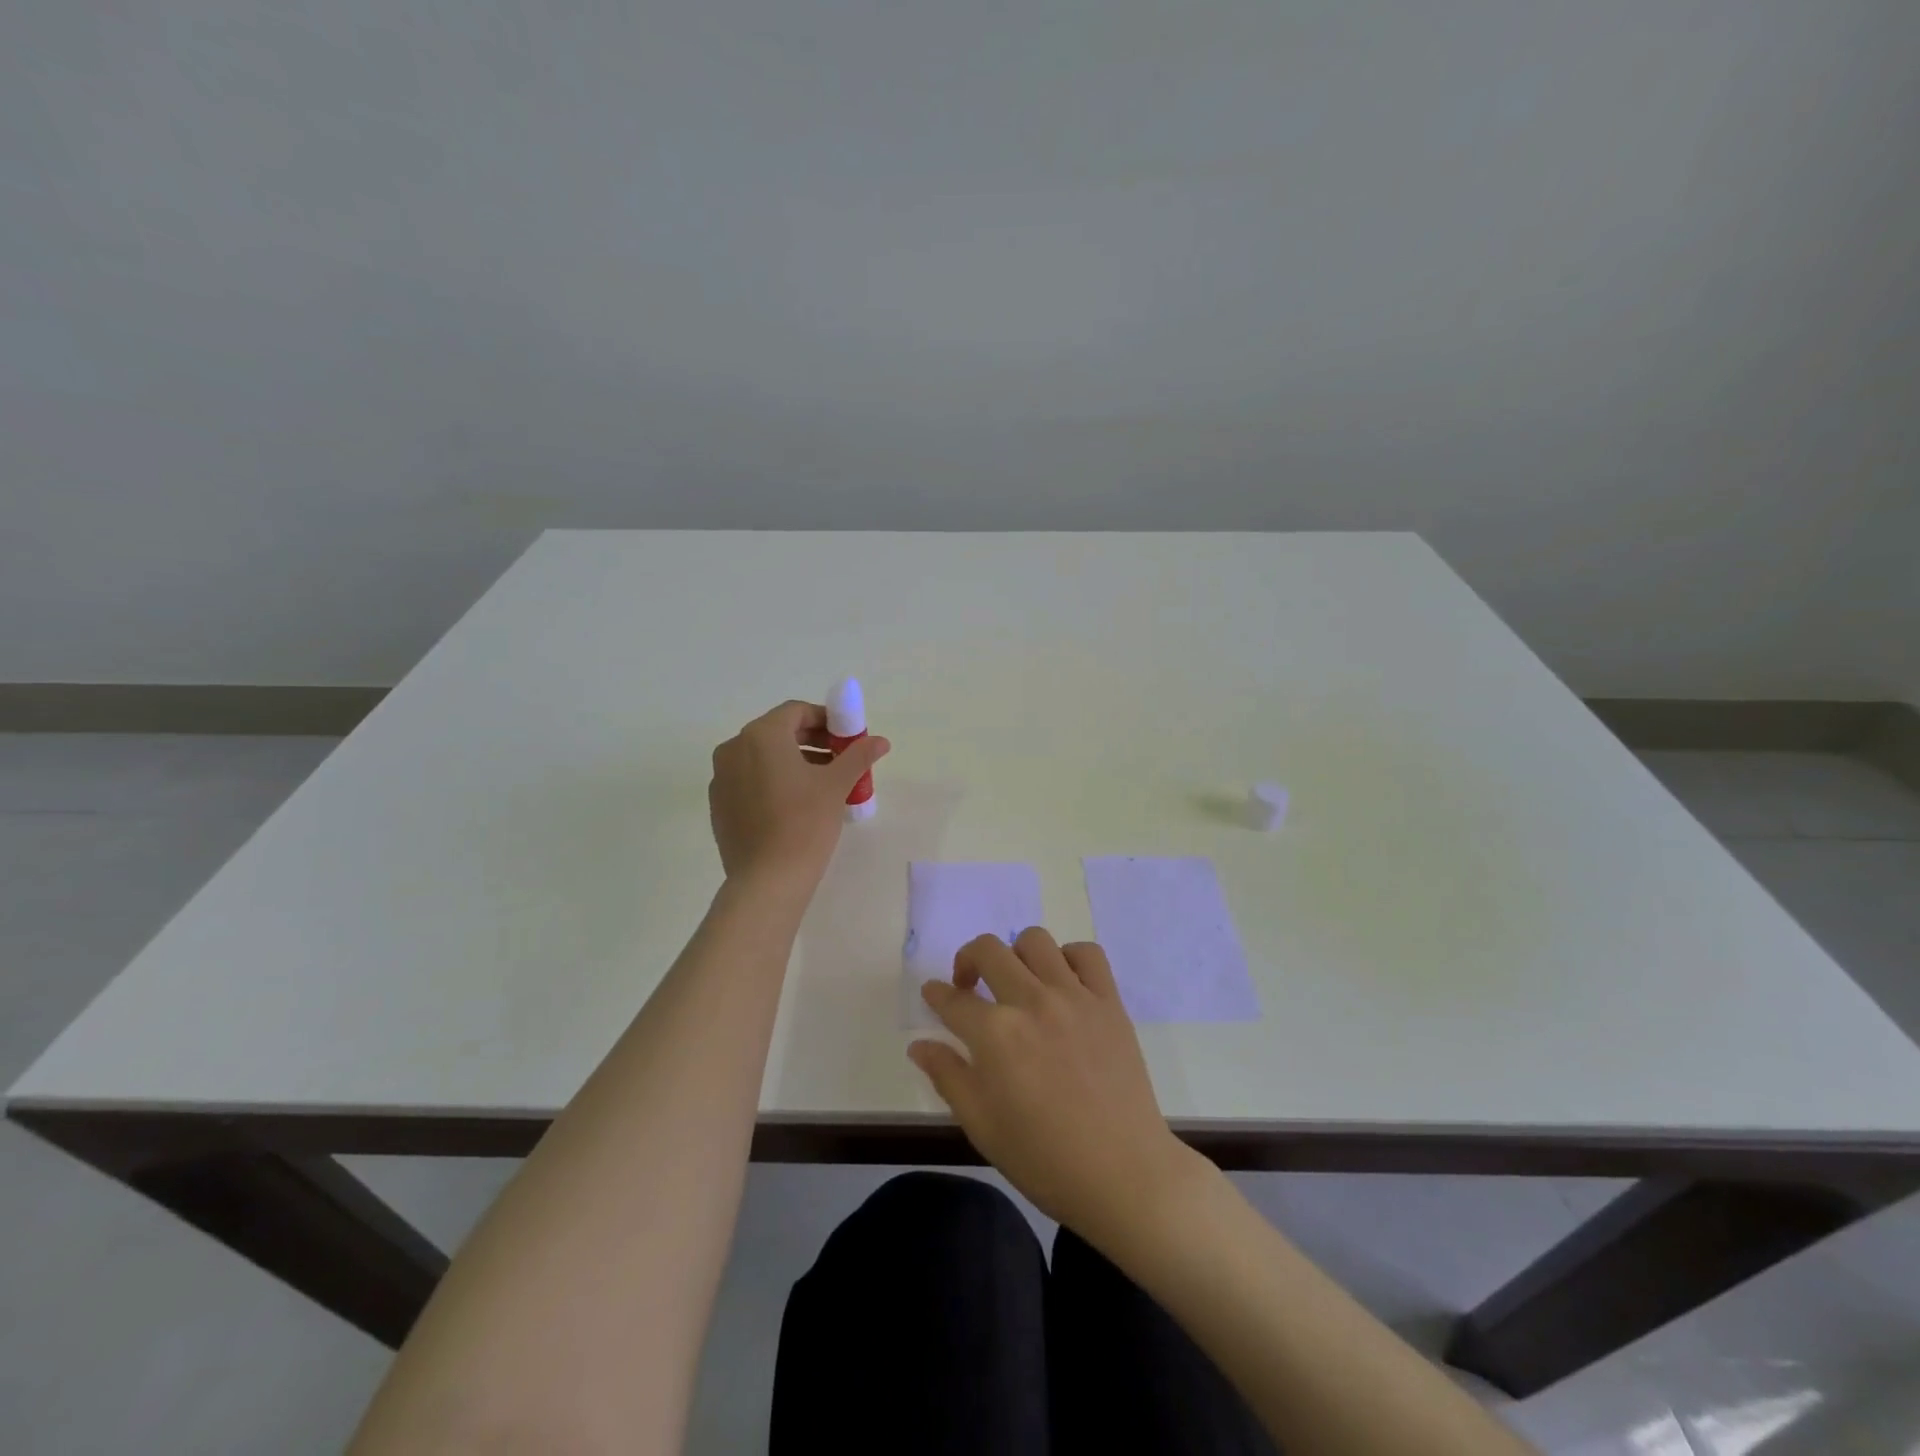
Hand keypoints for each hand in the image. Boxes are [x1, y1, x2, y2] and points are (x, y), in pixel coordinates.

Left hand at [708, 700, 889, 890]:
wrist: (767, 880)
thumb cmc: (805, 823)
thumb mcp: (836, 785)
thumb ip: (858, 755)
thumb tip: (881, 741)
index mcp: (761, 736)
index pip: (796, 712)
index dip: (825, 719)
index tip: (847, 737)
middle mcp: (734, 748)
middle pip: (778, 732)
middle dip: (811, 740)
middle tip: (839, 758)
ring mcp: (721, 777)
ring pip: (762, 756)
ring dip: (793, 760)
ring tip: (823, 782)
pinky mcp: (719, 804)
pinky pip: (749, 779)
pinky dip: (773, 780)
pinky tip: (795, 803)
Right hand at [909, 928, 1200, 1245]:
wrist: (1123, 1174)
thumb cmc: (1044, 1159)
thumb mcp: (982, 1125)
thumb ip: (948, 1076)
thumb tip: (919, 1044)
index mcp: (995, 1034)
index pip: (953, 1000)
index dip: (936, 994)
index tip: (933, 994)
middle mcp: (1032, 1001)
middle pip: (989, 950)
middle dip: (968, 960)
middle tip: (969, 985)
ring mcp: (1074, 996)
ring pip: (1035, 941)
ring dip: (1016, 955)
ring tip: (1018, 982)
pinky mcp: (1109, 1001)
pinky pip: (1087, 954)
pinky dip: (1069, 958)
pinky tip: (1062, 982)